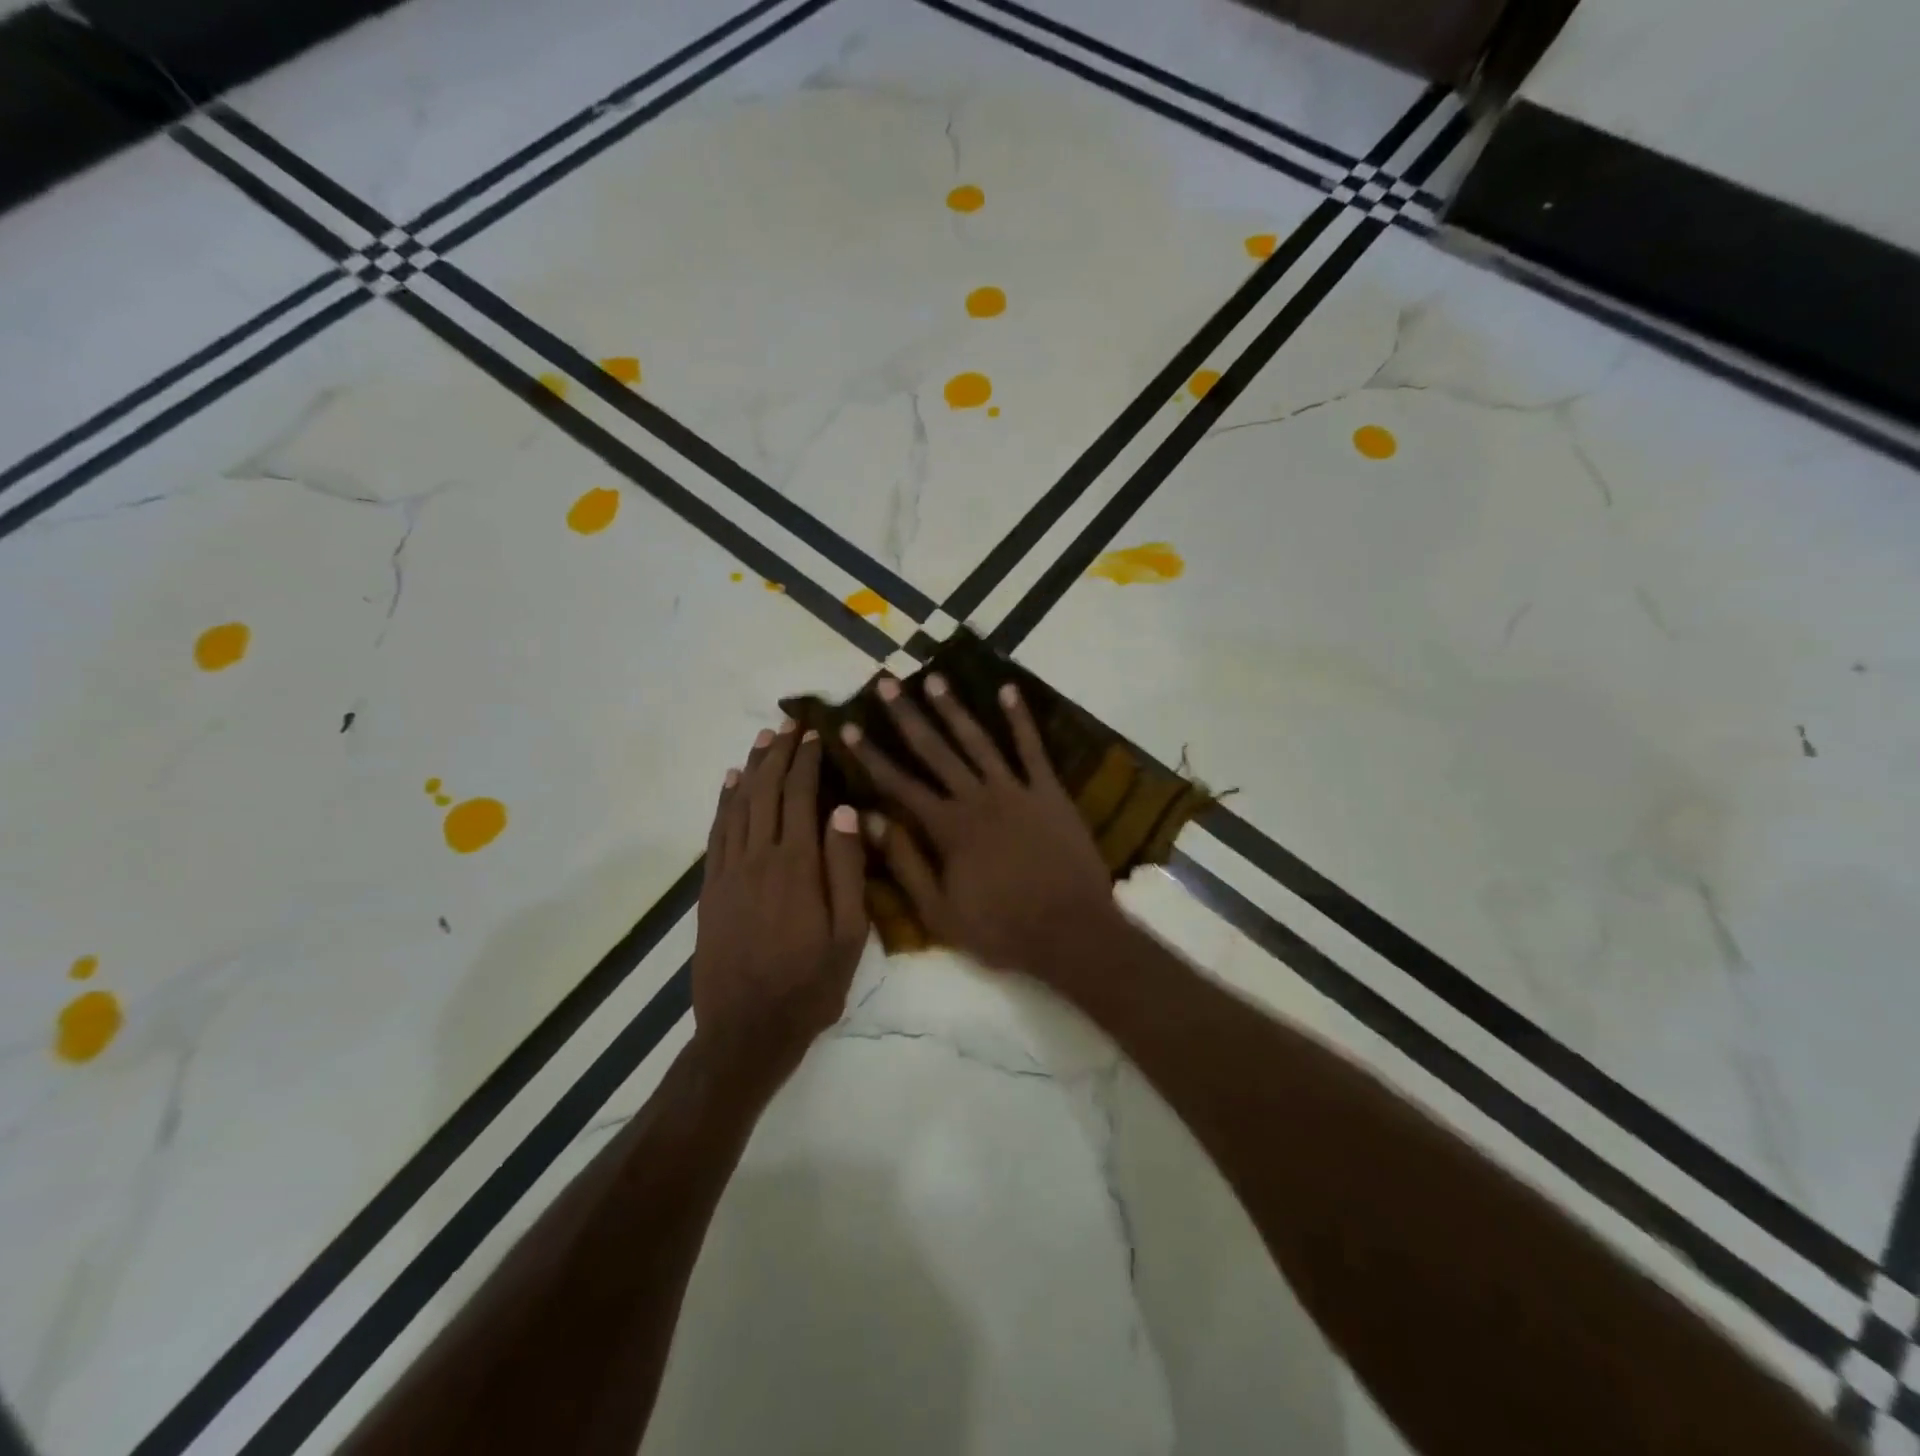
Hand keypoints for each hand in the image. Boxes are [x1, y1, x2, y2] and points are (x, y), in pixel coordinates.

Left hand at [693, 721, 868, 1084]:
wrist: (746, 1030)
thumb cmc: (810, 985)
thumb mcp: (850, 935)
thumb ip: (848, 870)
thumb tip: (846, 811)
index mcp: (797, 866)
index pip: (800, 797)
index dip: (807, 762)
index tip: (815, 733)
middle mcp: (759, 858)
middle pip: (766, 792)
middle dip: (779, 753)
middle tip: (789, 722)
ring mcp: (729, 872)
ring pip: (739, 805)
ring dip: (752, 768)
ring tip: (763, 739)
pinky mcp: (711, 889)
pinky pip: (716, 832)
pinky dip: (724, 802)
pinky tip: (730, 783)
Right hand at [839, 674, 1118, 977]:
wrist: (1071, 932)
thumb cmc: (1001, 929)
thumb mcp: (940, 911)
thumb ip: (905, 863)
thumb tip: (871, 820)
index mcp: (947, 828)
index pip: (899, 784)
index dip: (871, 755)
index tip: (848, 726)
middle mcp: (977, 798)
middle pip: (935, 750)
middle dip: (907, 715)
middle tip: (886, 682)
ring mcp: (1016, 790)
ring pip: (978, 740)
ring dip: (954, 708)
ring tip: (934, 678)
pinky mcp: (1050, 792)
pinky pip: (1033, 749)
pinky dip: (1021, 719)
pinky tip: (1009, 690)